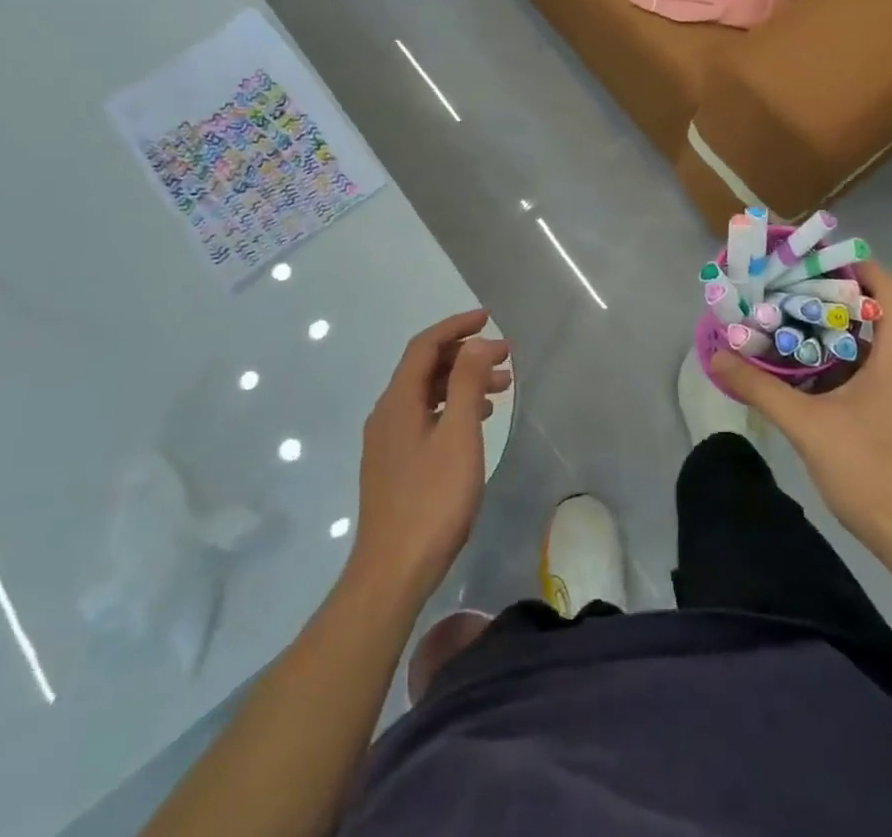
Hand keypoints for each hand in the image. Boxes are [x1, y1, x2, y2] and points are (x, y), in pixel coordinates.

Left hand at [348, 310, 511, 602]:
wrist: (392, 572)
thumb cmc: (431, 500)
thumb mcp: (458, 435)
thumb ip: (466, 383)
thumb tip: (478, 342)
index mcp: (397, 401)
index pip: (424, 346)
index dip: (456, 326)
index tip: (488, 318)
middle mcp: (386, 414)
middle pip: (424, 368)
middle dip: (464, 355)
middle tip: (504, 357)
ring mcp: (387, 442)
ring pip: (426, 395)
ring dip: (461, 383)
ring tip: (500, 389)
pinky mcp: (393, 465)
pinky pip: (424, 418)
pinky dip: (451, 408)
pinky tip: (475, 423)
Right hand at [711, 263, 891, 565]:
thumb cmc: (874, 475)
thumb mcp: (809, 429)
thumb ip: (761, 390)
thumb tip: (716, 357)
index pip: (891, 290)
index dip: (858, 267)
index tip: (816, 260)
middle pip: (884, 314)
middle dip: (838, 299)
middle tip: (792, 293)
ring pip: (883, 347)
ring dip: (843, 334)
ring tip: (797, 328)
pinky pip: (886, 373)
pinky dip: (853, 363)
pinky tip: (818, 379)